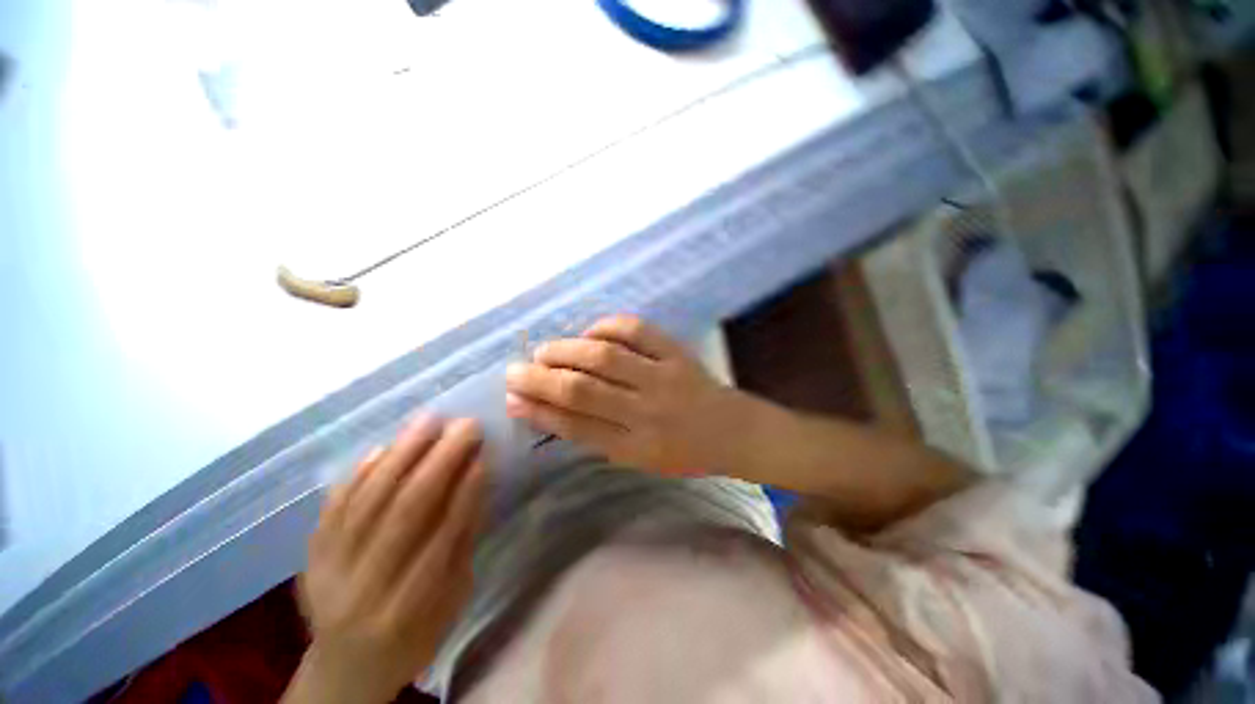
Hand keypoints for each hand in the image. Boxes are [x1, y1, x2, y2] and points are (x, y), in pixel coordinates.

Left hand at [285, 416, 485, 703]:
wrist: (345, 668)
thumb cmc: (412, 636)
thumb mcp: (451, 602)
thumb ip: (462, 544)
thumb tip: (476, 484)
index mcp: (407, 608)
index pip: (441, 538)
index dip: (464, 494)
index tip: (483, 455)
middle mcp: (364, 588)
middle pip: (403, 513)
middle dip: (438, 463)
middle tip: (464, 426)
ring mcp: (329, 571)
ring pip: (366, 502)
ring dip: (400, 456)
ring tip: (427, 421)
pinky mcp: (309, 556)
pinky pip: (332, 508)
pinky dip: (358, 475)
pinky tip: (382, 448)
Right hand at [504, 315, 741, 474]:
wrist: (733, 430)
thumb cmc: (683, 452)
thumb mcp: (639, 459)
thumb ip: (598, 437)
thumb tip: (551, 412)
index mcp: (636, 447)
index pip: (575, 426)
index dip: (539, 411)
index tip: (511, 399)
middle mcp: (647, 412)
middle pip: (583, 390)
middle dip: (540, 380)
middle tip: (514, 371)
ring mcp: (664, 377)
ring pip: (605, 357)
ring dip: (565, 351)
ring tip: (543, 351)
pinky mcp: (677, 352)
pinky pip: (636, 330)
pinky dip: (606, 327)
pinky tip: (590, 334)